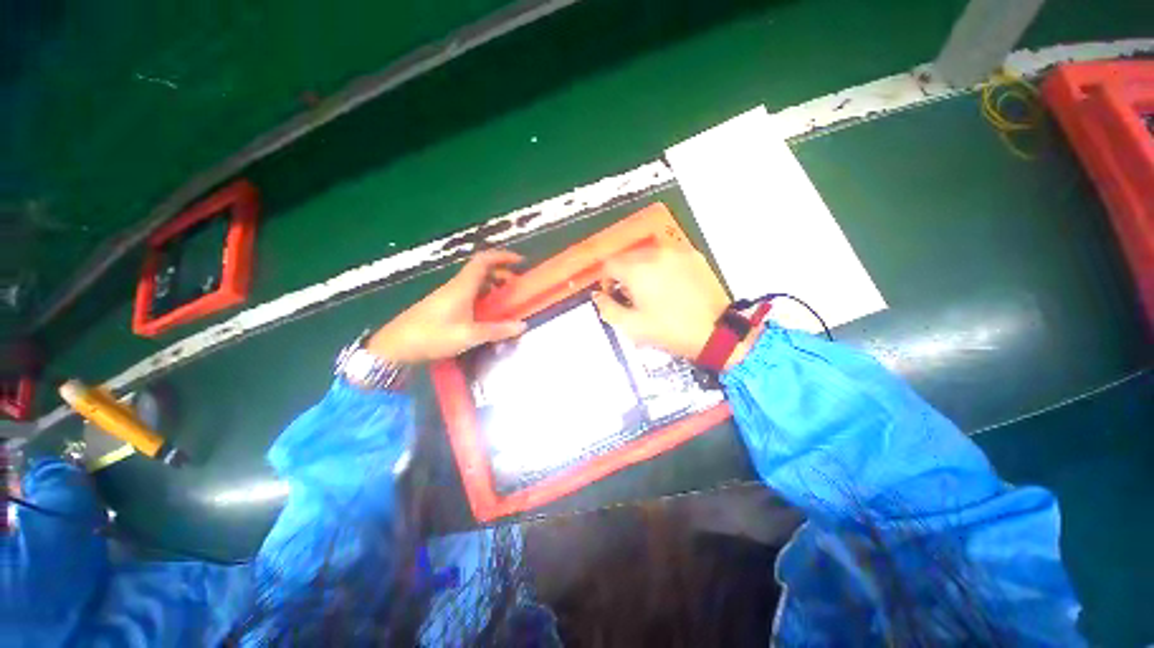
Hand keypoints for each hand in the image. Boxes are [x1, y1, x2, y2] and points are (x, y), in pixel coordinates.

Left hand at [367, 250, 526, 363]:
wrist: (395, 347)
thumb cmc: (433, 336)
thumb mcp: (469, 336)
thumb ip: (497, 330)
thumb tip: (522, 325)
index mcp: (462, 287)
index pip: (484, 261)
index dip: (503, 257)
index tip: (520, 261)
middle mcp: (456, 286)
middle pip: (481, 270)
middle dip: (501, 273)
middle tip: (516, 286)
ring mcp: (448, 295)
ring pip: (475, 282)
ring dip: (492, 285)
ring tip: (505, 299)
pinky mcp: (443, 305)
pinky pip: (468, 293)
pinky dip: (482, 296)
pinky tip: (487, 311)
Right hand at [593, 245, 752, 368]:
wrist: (715, 332)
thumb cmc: (669, 330)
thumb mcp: (632, 326)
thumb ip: (608, 309)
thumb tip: (597, 296)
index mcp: (638, 271)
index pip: (610, 264)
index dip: (606, 280)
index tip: (613, 295)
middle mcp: (656, 254)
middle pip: (628, 257)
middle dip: (624, 274)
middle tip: (632, 296)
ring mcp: (678, 253)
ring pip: (649, 255)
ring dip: (643, 269)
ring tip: (652, 291)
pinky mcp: (694, 256)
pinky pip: (669, 257)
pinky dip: (662, 267)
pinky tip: (671, 285)